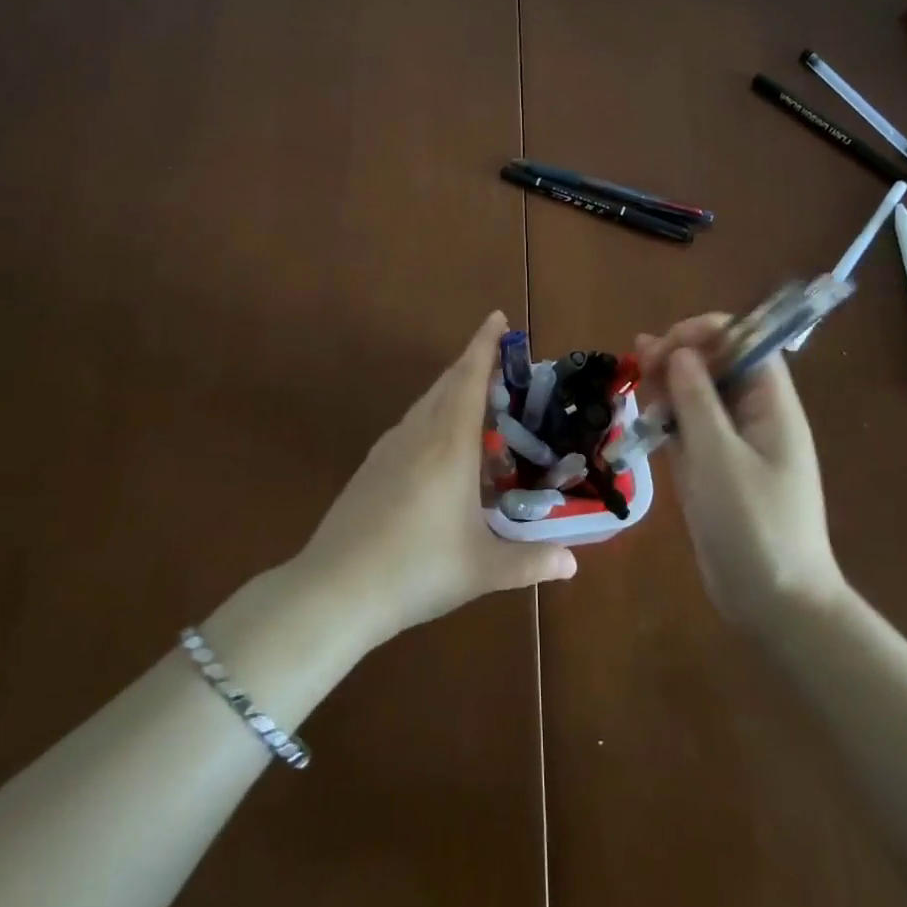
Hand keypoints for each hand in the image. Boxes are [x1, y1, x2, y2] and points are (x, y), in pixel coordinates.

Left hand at [295, 311, 576, 646]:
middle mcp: (418, 434)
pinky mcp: (372, 466)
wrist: (334, 589)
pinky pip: (412, 423)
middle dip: (473, 362)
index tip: (497, 317)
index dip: (485, 346)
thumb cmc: (416, 570)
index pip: (470, 380)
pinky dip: (435, 414)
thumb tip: (572, 563)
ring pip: (426, 402)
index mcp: (449, 446)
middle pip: (447, 383)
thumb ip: (530, 563)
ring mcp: (389, 448)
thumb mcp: (482, 569)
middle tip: (501, 357)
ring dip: (452, 388)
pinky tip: (443, 443)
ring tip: (478, 396)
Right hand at [637, 314, 844, 629]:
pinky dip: (667, 419)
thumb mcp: (719, 457)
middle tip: (640, 368)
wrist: (774, 604)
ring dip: (667, 386)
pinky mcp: (714, 468)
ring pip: (698, 395)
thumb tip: (679, 352)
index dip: (706, 333)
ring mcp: (733, 443)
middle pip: (717, 365)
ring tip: (637, 388)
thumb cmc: (753, 524)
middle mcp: (753, 416)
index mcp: (771, 405)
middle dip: (678, 357)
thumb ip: (697, 399)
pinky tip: (643, 419)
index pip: (744, 342)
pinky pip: (689, 429)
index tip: (666, 348)